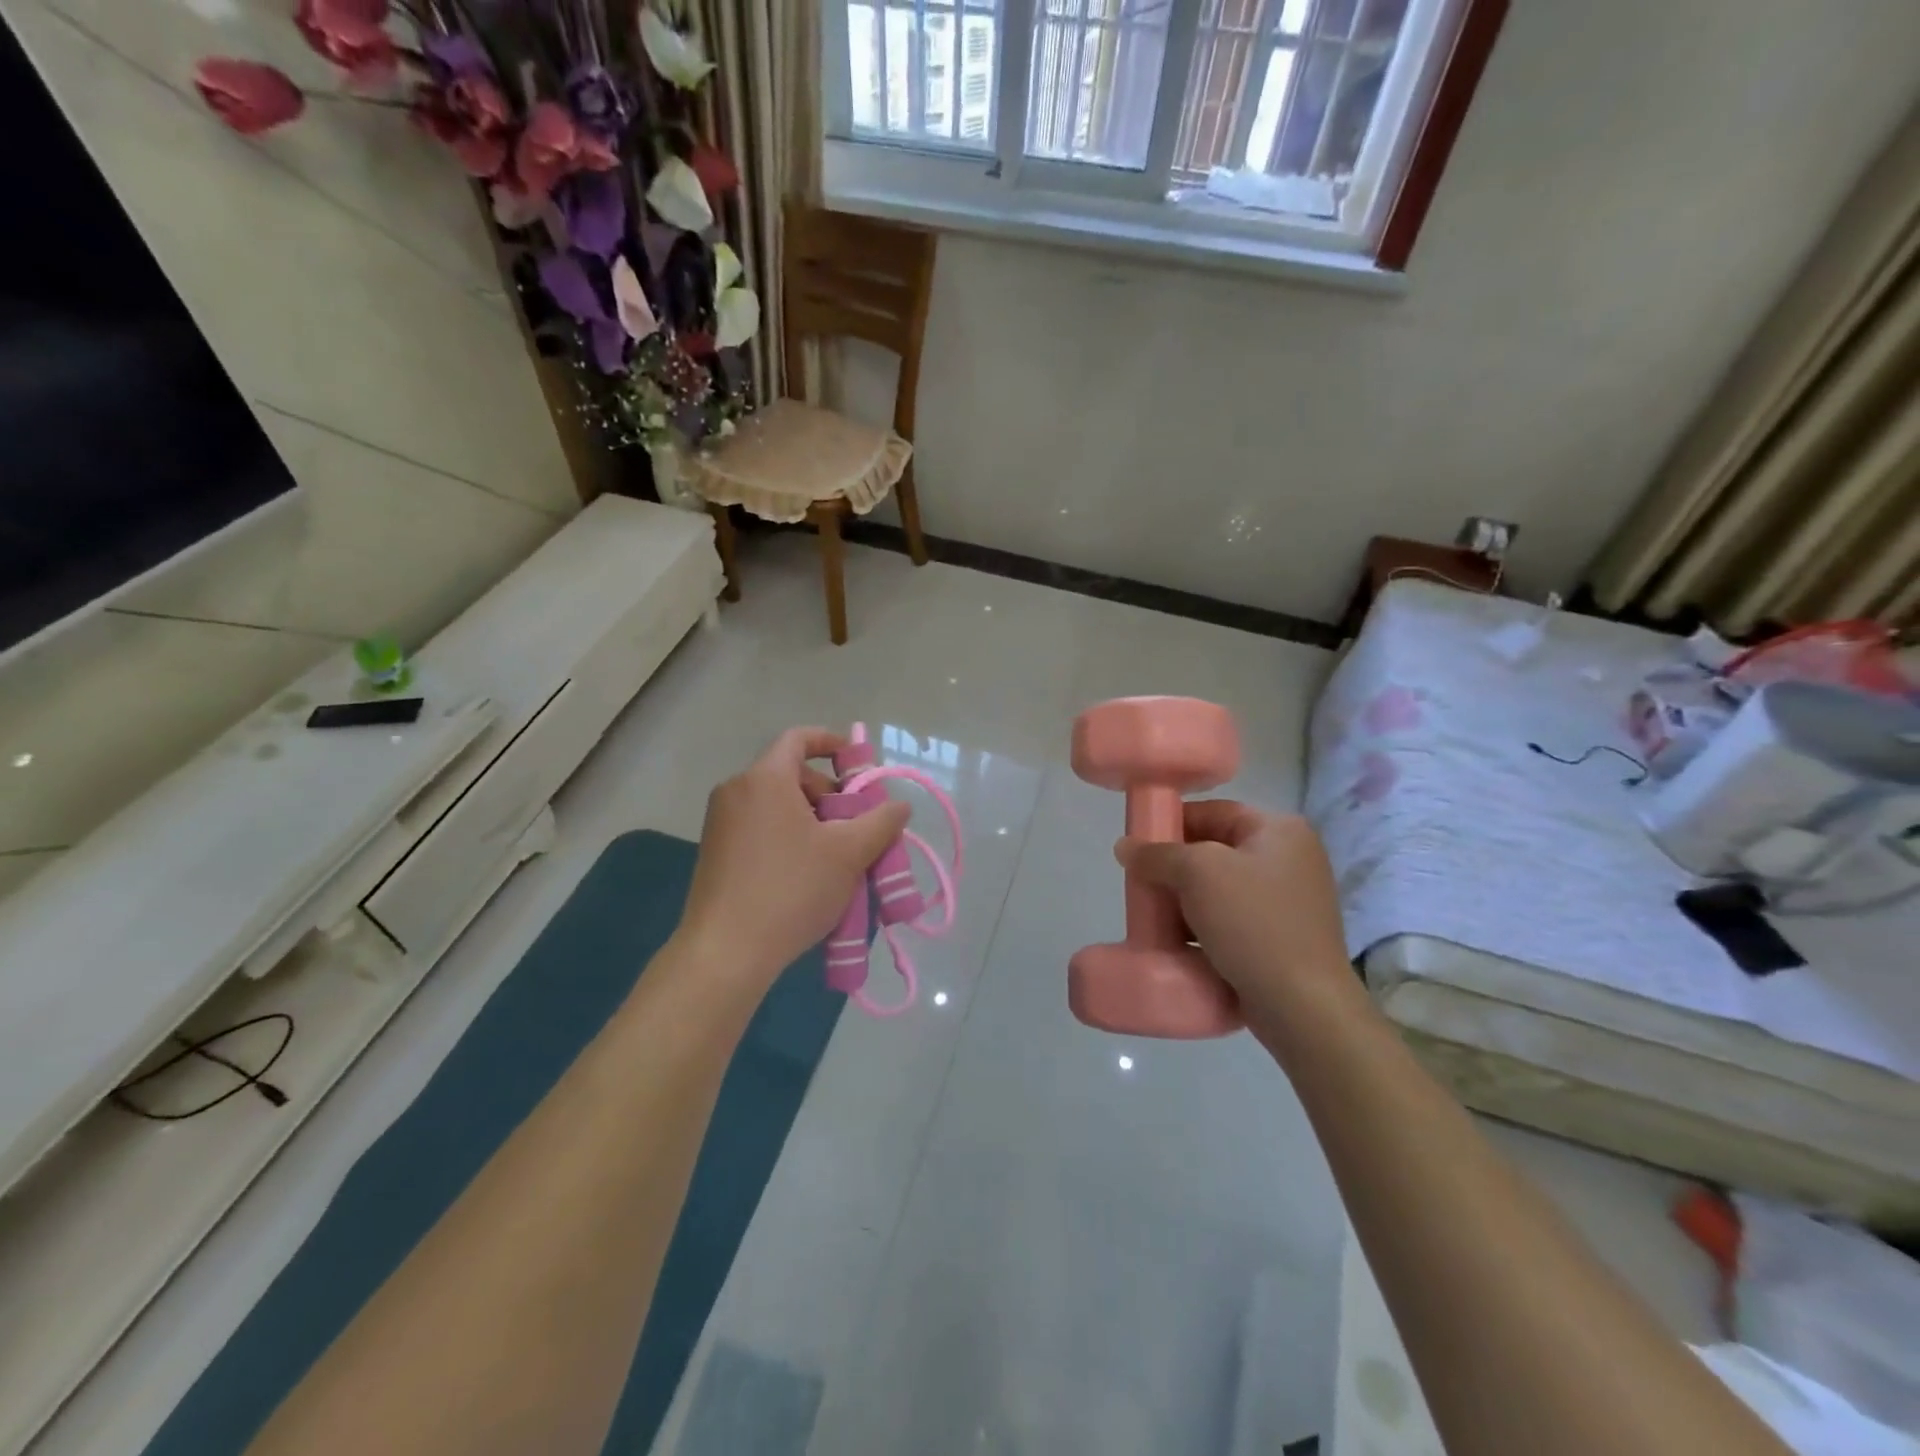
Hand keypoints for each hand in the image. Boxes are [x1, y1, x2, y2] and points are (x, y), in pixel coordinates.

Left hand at [678, 728, 909, 986]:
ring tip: (838, 856)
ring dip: (812, 819)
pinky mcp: (715, 852)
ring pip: (777, 804)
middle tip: (856, 825)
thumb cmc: (791, 889)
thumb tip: (900, 806)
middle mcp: (736, 791)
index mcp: (765, 779)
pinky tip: (808, 874)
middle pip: (791, 774)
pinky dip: (789, 836)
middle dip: (830, 793)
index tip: (858, 763)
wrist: (725, 953)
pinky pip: (760, 827)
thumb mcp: (848, 854)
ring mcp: (720, 823)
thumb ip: (880, 822)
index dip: (832, 742)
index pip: (799, 738)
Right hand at [1117, 802, 1360, 1051]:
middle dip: (1175, 866)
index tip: (1139, 844)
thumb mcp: (1196, 874)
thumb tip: (1125, 847)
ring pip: (1220, 888)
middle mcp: (1291, 859)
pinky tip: (1177, 942)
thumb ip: (1157, 854)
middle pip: (1215, 850)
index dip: (1172, 822)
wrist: (1302, 1006)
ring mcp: (1290, 902)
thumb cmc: (1252, 923)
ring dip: (1185, 900)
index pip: (1214, 811)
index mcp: (1280, 831)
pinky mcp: (1282, 938)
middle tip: (1142, 882)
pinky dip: (1203, 926)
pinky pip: (1232, 920)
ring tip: (1153, 914)